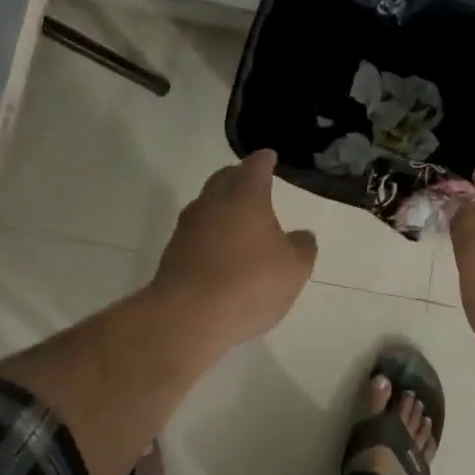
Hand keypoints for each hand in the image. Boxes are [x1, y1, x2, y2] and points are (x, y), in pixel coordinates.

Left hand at [147, 150, 317, 347]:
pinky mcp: (172, 253)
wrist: (187, 317)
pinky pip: (196, 233)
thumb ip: (302, 247)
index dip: (264, 160)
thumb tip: (302, 236)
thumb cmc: (250, 282)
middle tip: (252, 182)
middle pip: (224, 179)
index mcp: (245, 195)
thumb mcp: (294, 268)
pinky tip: (221, 252)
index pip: (255, 167)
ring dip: (222, 207)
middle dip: (238, 177)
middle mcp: (213, 202)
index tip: (269, 157)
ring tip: (239, 220)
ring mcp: (188, 227)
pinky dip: (210, 235)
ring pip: (207, 205)